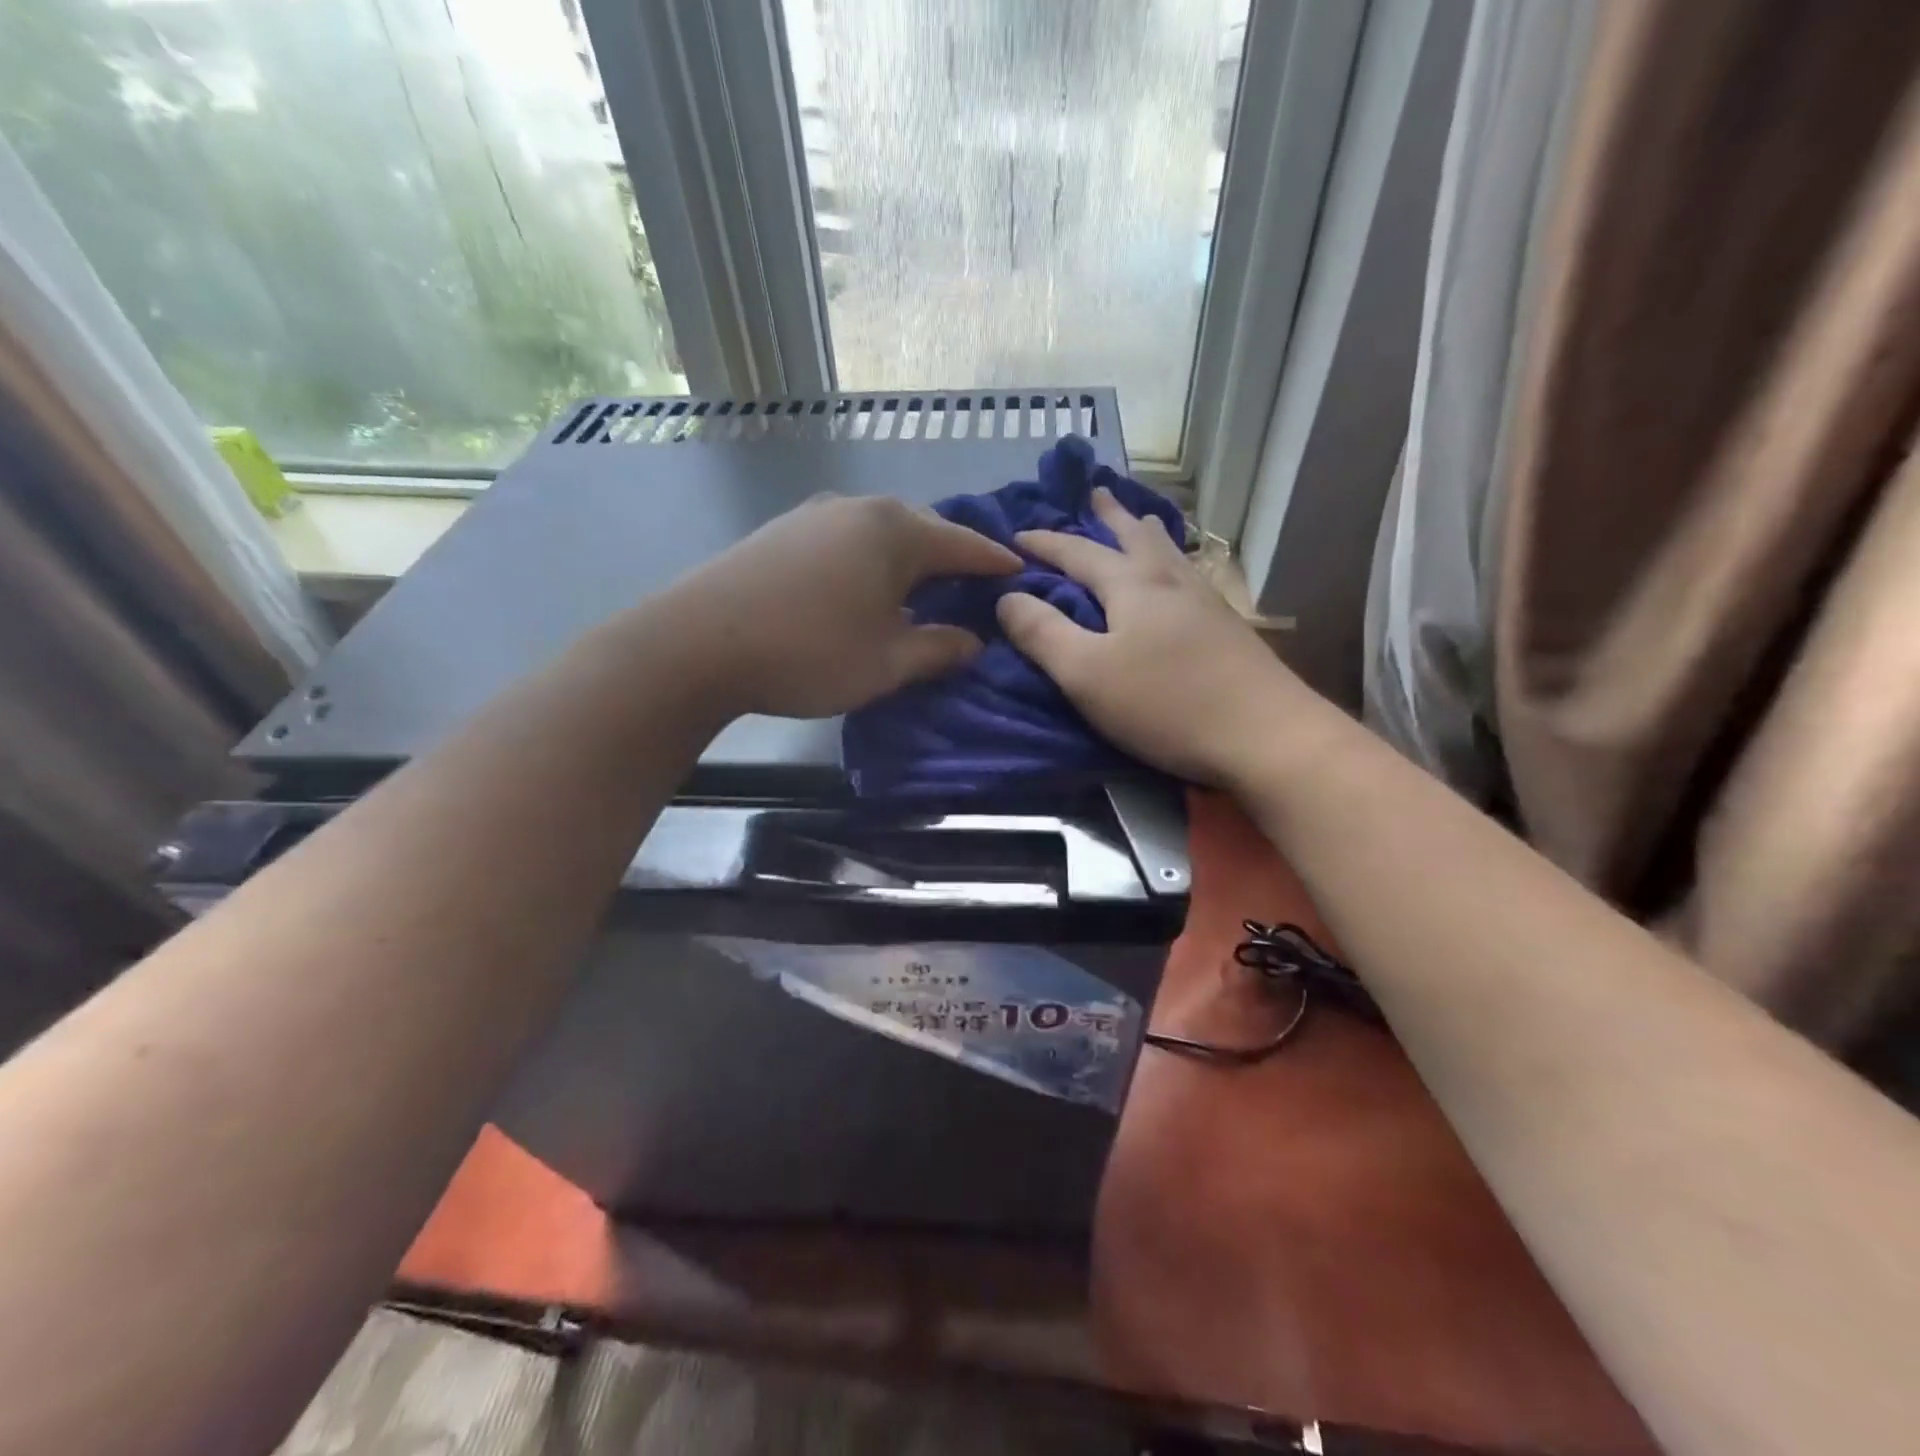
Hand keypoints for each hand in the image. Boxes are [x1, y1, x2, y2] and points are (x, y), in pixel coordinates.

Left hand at [672, 494, 1019, 719]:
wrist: (698, 644)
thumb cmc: (809, 652)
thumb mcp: (888, 662)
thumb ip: (938, 649)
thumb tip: (973, 642)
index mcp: (895, 532)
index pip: (963, 543)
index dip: (994, 561)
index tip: (1020, 571)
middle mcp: (858, 509)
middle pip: (922, 529)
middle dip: (951, 556)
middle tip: (973, 583)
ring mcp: (814, 515)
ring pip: (880, 532)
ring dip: (907, 558)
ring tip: (922, 587)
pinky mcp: (781, 532)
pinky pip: (845, 540)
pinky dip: (869, 560)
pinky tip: (864, 587)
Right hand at [996, 488, 1328, 784]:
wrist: (1265, 735)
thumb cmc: (1166, 703)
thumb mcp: (1086, 674)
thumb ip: (1043, 633)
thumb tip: (1007, 597)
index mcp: (1131, 586)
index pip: (1077, 552)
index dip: (1044, 543)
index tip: (1016, 536)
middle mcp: (1170, 581)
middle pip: (1134, 536)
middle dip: (1109, 516)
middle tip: (1095, 493)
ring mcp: (1206, 602)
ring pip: (1169, 553)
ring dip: (1145, 532)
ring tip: (1138, 521)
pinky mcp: (1228, 628)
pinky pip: (1189, 575)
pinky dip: (1172, 561)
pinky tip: (1179, 577)